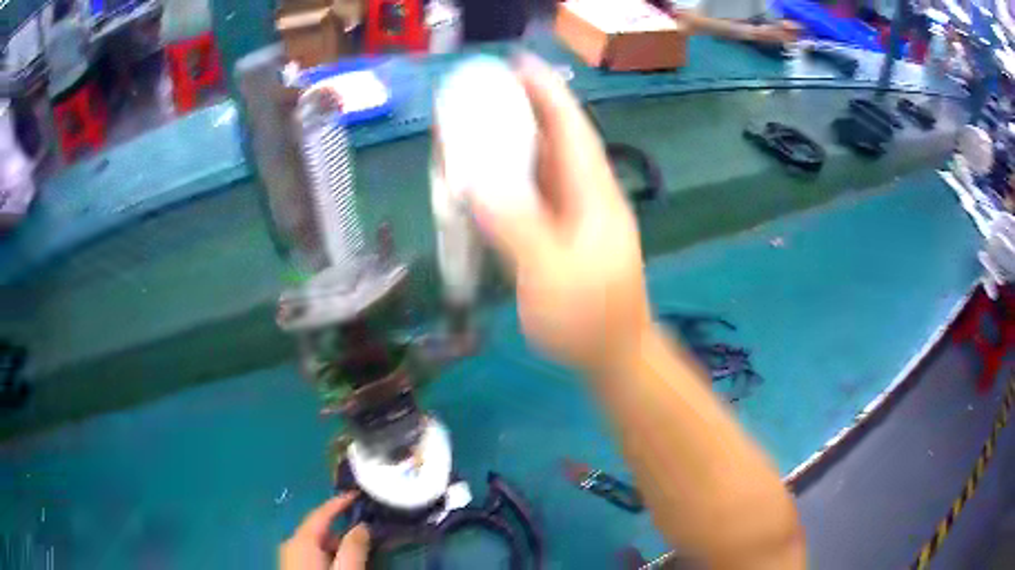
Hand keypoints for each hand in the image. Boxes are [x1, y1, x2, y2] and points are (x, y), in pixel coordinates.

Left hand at [280, 493, 369, 569]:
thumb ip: (354, 547)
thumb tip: (362, 526)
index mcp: (302, 540)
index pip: (321, 513)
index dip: (339, 502)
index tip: (357, 494)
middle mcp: (291, 543)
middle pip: (318, 529)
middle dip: (341, 529)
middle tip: (366, 531)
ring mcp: (289, 556)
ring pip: (316, 543)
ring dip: (336, 544)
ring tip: (358, 552)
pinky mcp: (292, 568)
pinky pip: (311, 553)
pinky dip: (328, 553)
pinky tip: (341, 564)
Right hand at [467, 55, 652, 375]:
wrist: (613, 353)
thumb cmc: (589, 318)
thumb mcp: (551, 275)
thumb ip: (517, 228)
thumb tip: (478, 185)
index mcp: (592, 194)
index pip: (571, 129)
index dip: (547, 93)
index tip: (521, 64)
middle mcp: (586, 195)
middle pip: (557, 139)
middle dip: (526, 108)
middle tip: (486, 87)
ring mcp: (576, 215)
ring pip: (545, 164)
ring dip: (516, 139)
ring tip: (481, 118)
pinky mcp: (564, 233)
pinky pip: (536, 191)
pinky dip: (512, 174)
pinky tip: (489, 172)